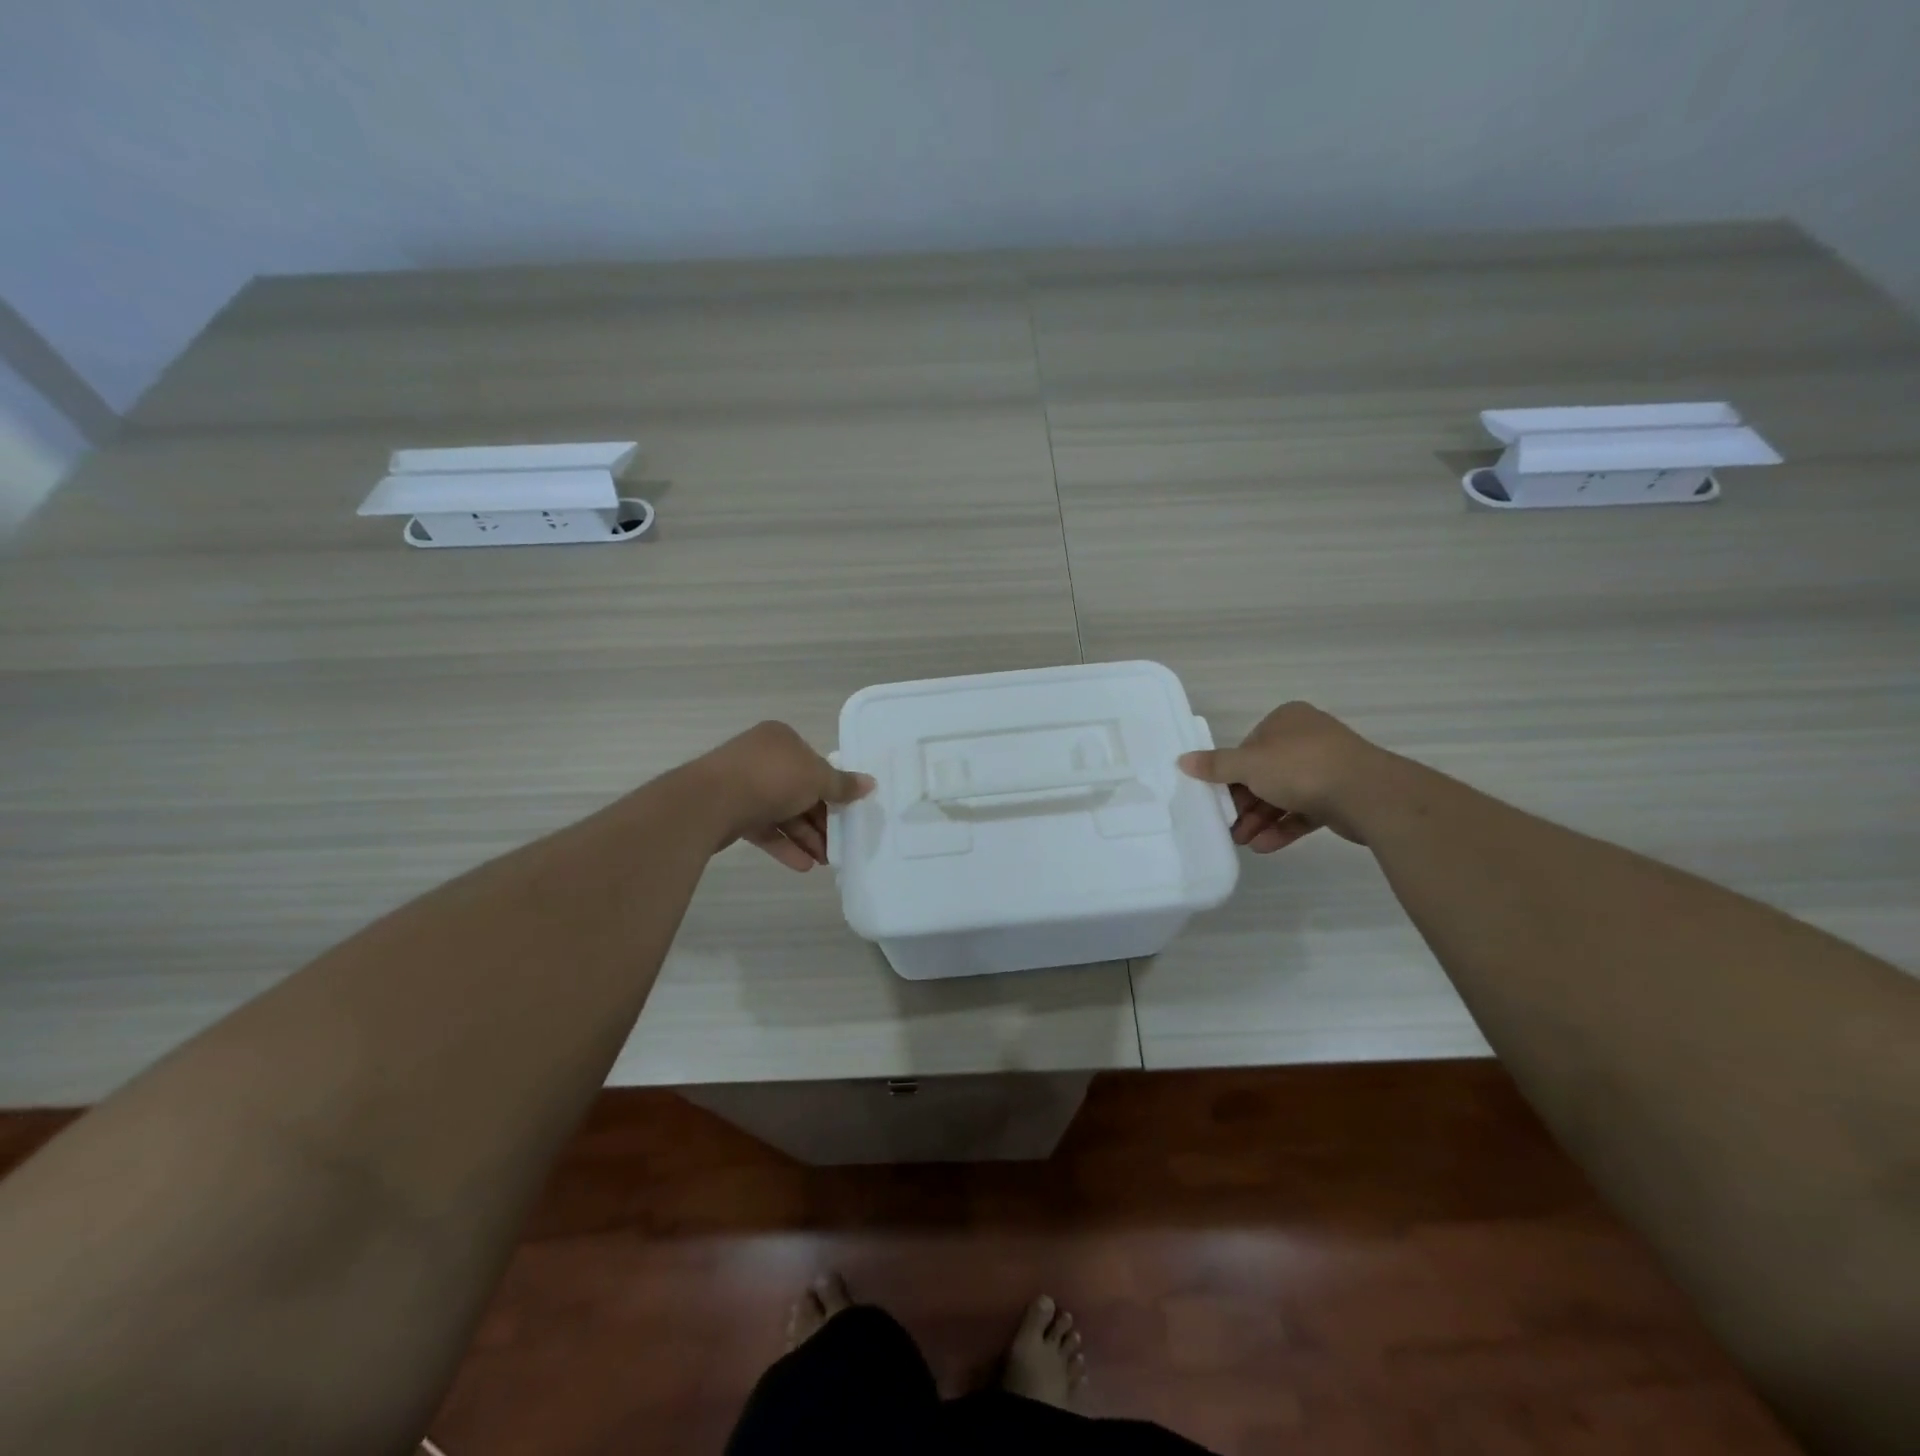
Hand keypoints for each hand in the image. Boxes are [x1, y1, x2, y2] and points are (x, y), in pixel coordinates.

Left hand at [696, 721, 874, 871]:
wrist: (710, 802)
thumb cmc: (771, 779)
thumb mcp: (816, 778)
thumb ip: (842, 785)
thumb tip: (871, 784)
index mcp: (781, 740)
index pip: (814, 764)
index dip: (833, 790)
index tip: (847, 814)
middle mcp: (761, 758)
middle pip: (800, 790)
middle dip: (820, 820)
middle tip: (838, 845)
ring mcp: (743, 785)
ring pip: (782, 812)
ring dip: (805, 837)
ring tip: (824, 861)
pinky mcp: (730, 813)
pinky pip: (764, 828)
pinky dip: (783, 845)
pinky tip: (802, 865)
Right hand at [1178, 702, 1383, 849]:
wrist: (1369, 794)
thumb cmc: (1301, 767)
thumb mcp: (1249, 764)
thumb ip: (1216, 765)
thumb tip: (1182, 760)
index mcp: (1287, 720)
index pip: (1249, 747)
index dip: (1231, 774)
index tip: (1218, 798)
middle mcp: (1307, 739)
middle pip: (1265, 773)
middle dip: (1245, 803)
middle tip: (1228, 826)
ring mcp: (1327, 768)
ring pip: (1284, 794)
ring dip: (1261, 819)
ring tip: (1243, 842)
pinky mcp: (1340, 796)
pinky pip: (1304, 811)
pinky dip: (1283, 827)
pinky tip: (1264, 846)